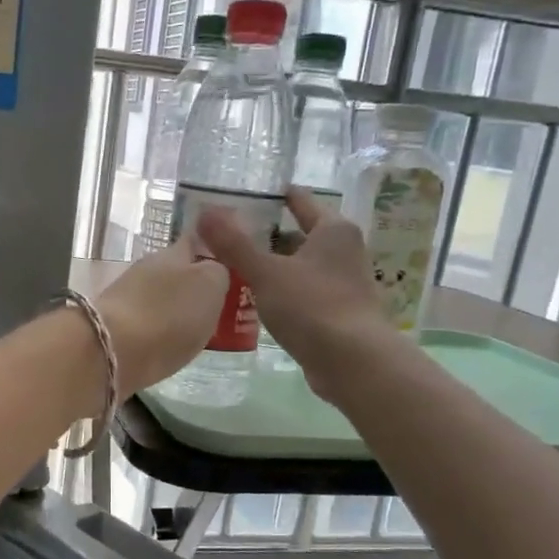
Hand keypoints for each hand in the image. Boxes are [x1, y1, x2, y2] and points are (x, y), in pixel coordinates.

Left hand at [93, 233, 230, 397]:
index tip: (233, 268)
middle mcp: (147, 269)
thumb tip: (214, 270)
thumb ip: (219, 273)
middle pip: (178, 272)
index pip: (196, 240)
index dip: (215, 251)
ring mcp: (126, 297)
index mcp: (172, 253)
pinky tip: (170, 346)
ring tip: (199, 330)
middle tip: (221, 306)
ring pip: (161, 298)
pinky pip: (147, 323)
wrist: (111, 352)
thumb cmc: (168, 314)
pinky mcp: (115, 327)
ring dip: (177, 310)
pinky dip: (161, 331)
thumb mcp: (210, 286)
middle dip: (196, 286)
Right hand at [197, 188, 395, 396]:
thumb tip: (205, 212)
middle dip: (269, 237)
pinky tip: (259, 302)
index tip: (248, 195)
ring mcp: (345, 284)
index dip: (276, 197)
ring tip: (237, 269)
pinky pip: (304, 294)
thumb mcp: (266, 272)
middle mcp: (345, 252)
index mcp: (333, 230)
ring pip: (302, 267)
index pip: (301, 202)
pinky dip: (283, 293)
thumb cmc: (312, 306)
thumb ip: (234, 244)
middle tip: (231, 237)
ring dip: (275, 267)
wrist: (353, 362)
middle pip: (301, 235)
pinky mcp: (339, 314)